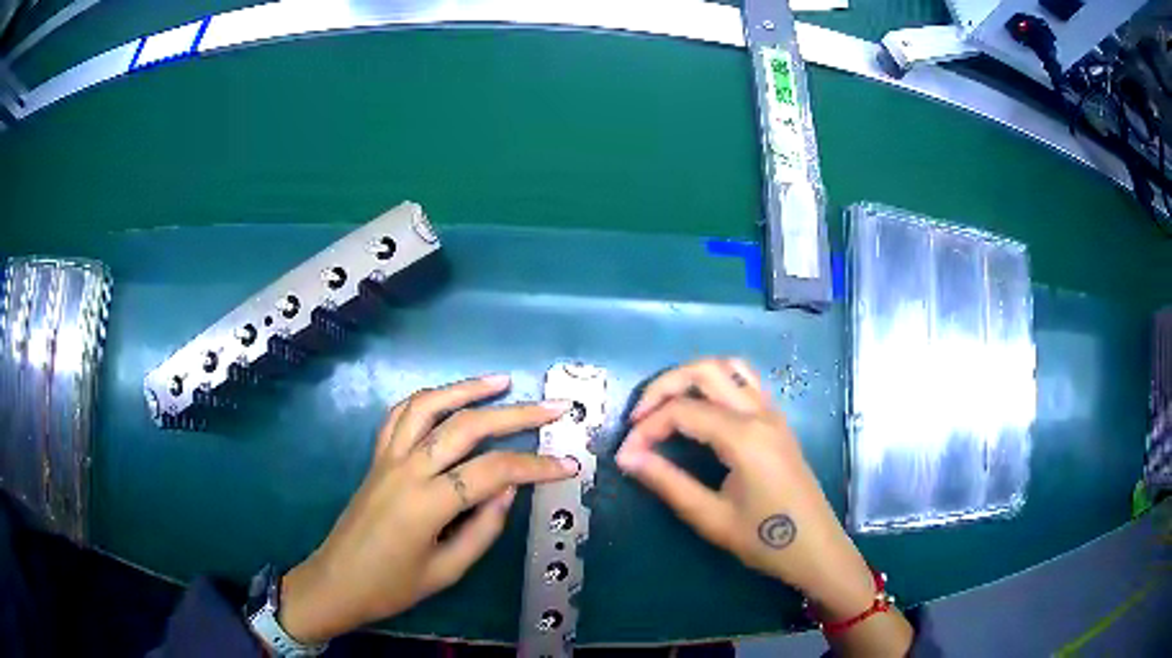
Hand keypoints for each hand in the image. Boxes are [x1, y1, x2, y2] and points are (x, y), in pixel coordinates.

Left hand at [276, 375, 577, 643]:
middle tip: (553, 408)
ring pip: (429, 405)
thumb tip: (509, 489)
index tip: (569, 466)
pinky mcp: (376, 457)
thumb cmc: (392, 587)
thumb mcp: (447, 570)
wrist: (337, 582)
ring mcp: (387, 457)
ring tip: (502, 381)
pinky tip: (448, 397)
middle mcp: (407, 469)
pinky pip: (400, 415)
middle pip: (466, 426)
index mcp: (427, 503)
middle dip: (516, 415)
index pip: (492, 471)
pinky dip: (428, 399)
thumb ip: (483, 528)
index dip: (535, 467)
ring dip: (467, 388)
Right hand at [616, 359, 892, 625]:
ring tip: (666, 406)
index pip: (682, 412)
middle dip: (663, 387)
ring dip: (692, 377)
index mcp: (744, 437)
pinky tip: (701, 410)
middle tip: (638, 419)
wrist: (816, 549)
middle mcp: (760, 413)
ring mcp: (773, 413)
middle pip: (704, 371)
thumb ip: (667, 482)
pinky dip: (716, 383)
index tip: (625, 455)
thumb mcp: (711, 518)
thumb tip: (628, 457)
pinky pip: (745, 382)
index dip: (646, 429)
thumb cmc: (765, 540)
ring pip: (729, 367)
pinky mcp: (778, 422)